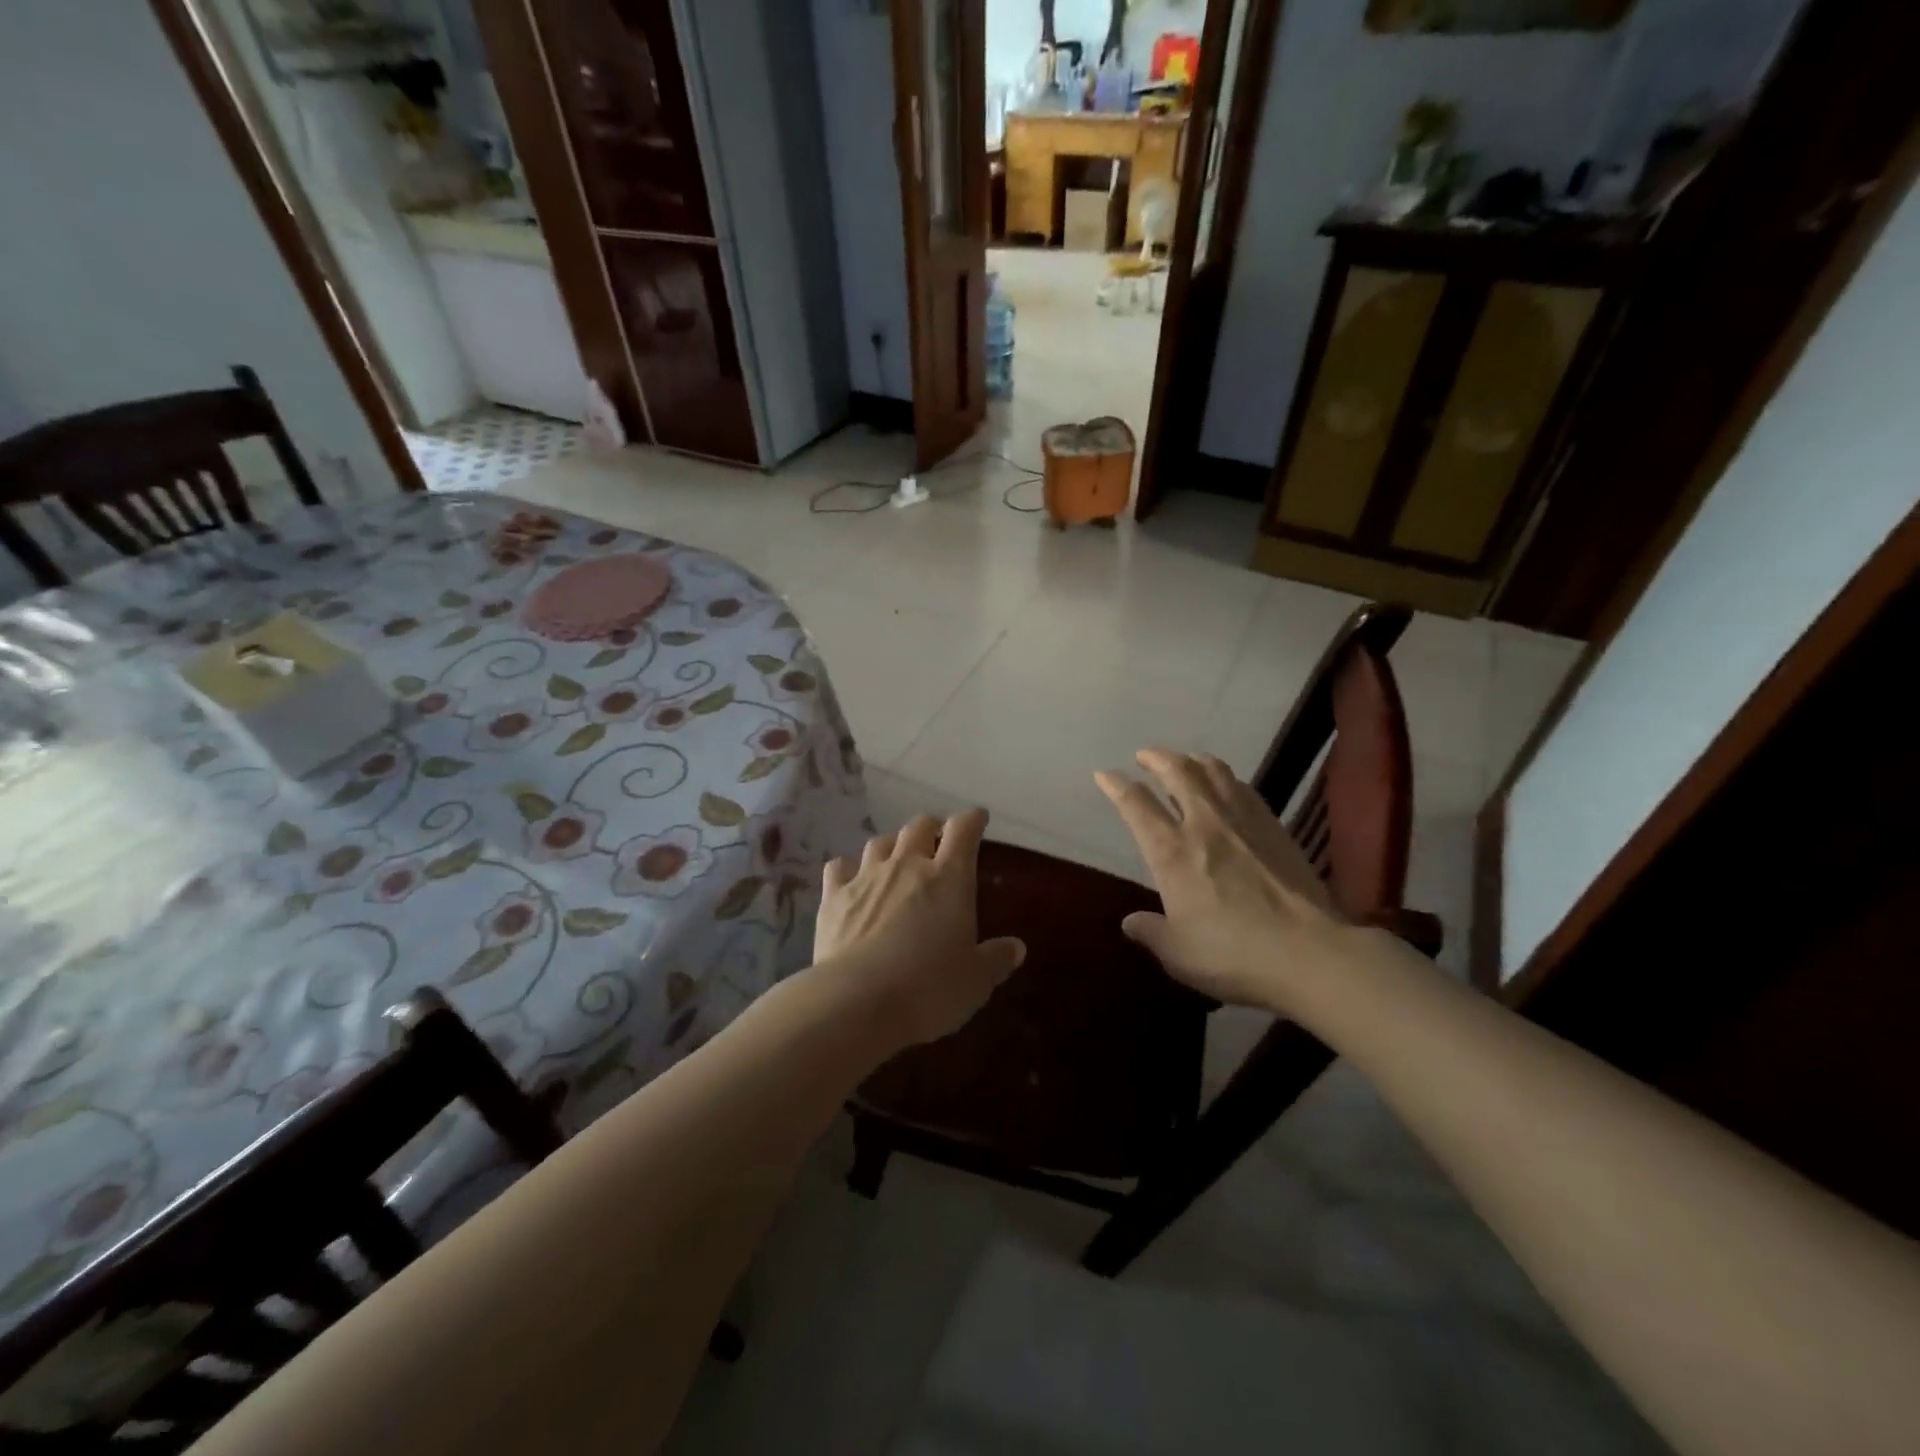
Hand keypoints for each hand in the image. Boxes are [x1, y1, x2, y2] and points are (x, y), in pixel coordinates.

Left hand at [813, 809, 1026, 1051]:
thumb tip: (1016, 948)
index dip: (972, 820)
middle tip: (938, 840)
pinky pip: (839, 867)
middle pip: (919, 826)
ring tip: (897, 856)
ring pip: (880, 842)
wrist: (856, 1001)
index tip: (978, 819)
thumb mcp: (975, 981)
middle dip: (932, 828)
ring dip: (892, 844)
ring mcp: (866, 877)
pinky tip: (851, 879)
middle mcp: (907, 865)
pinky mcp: (833, 897)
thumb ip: (996, 959)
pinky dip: (848, 868)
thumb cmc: (928, 988)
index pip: (963, 830)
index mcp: (949, 877)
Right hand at [1096, 749, 1351, 1013]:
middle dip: (1156, 757)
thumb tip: (1130, 922)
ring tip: (1183, 759)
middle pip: (1177, 772)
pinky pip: (1244, 788)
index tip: (1105, 774)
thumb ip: (1152, 932)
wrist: (1311, 954)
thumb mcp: (1179, 954)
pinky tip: (1226, 784)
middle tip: (1145, 754)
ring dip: (1192, 759)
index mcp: (1171, 852)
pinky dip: (1226, 777)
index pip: (1136, 805)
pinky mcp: (1274, 827)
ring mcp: (1243, 821)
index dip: (1116, 785)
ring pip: (1214, 771)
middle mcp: (1204, 824)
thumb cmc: (1234, 956)